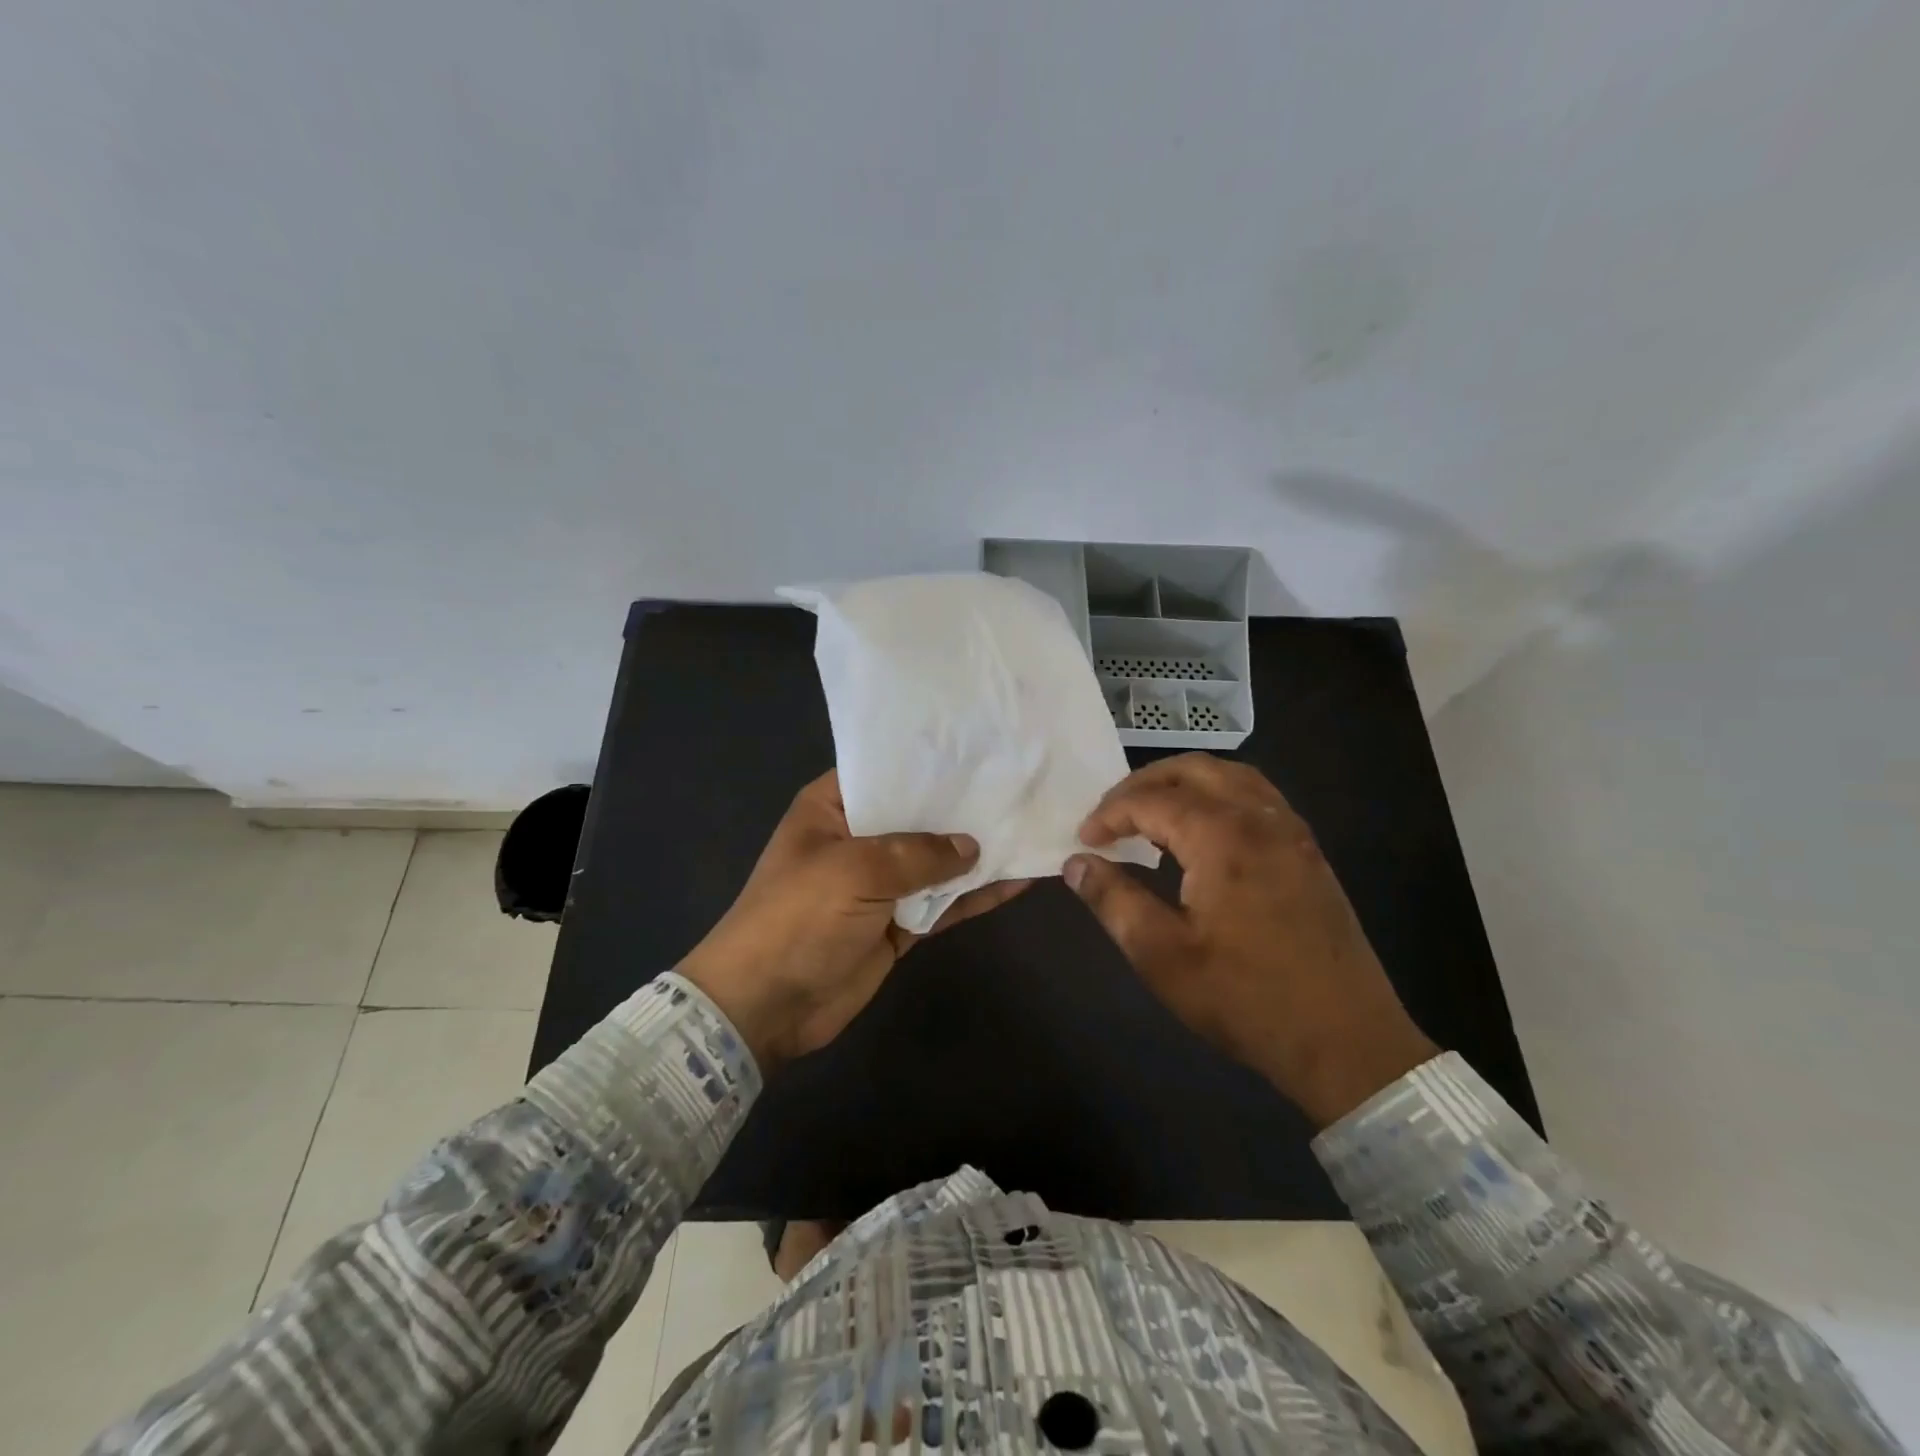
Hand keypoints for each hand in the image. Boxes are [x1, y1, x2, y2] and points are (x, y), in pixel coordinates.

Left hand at [678, 770, 1029, 1073]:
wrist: (766, 1005)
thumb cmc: (799, 917)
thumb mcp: (855, 870)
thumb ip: (918, 854)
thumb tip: (971, 846)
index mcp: (833, 809)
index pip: (886, 771)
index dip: (929, 762)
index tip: (981, 747)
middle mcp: (859, 839)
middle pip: (918, 816)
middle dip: (962, 807)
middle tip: (1018, 784)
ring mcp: (880, 884)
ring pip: (936, 862)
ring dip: (976, 854)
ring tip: (1029, 828)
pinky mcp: (898, 925)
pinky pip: (942, 904)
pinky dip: (974, 897)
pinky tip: (1017, 882)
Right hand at [1066, 754, 1436, 1125]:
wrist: (1346, 1042)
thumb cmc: (1245, 998)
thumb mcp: (1161, 955)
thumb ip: (1113, 900)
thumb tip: (1075, 863)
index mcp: (1223, 837)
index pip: (1152, 801)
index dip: (1110, 814)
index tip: (1084, 840)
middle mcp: (1260, 819)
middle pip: (1194, 770)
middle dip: (1144, 783)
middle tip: (1111, 814)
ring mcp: (1292, 833)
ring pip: (1231, 776)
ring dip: (1184, 782)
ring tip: (1152, 812)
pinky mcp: (1308, 853)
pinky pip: (1257, 797)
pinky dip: (1219, 795)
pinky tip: (1204, 829)